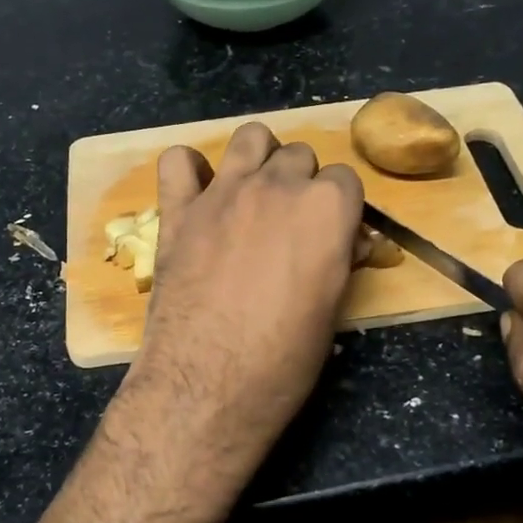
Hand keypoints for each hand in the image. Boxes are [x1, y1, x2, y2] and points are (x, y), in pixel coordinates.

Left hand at [121, 123, 361, 466]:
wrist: (209, 384)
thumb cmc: (284, 359)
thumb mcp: (333, 309)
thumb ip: (339, 258)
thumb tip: (346, 241)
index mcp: (326, 207)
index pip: (345, 179)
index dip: (340, 208)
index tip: (332, 235)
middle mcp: (277, 186)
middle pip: (299, 155)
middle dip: (302, 184)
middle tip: (290, 225)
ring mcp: (223, 193)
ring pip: (250, 138)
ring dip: (258, 158)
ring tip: (253, 194)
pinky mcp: (178, 211)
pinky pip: (176, 160)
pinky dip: (188, 170)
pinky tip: (197, 194)